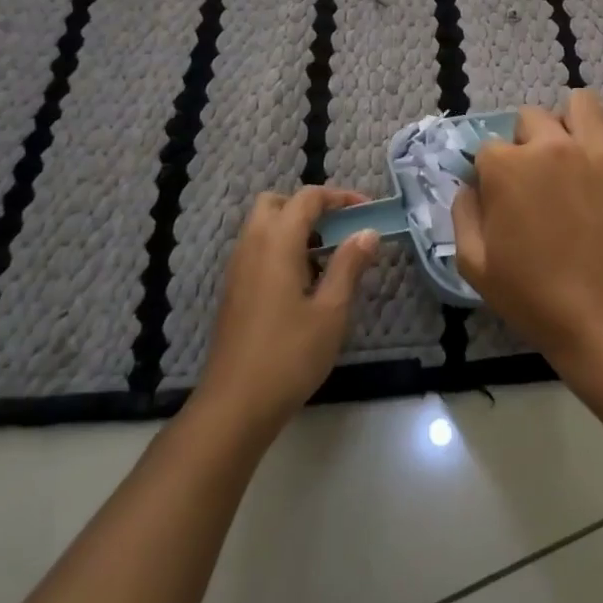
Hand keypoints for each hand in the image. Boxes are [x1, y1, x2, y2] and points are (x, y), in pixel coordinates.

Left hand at [194, 187, 379, 439]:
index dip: (339, 197)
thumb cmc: (289, 356)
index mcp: (276, 243)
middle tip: (340, 229)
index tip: (368, 211)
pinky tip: (304, 282)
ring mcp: (237, 269)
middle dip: (310, 207)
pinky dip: (281, 248)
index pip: (307, 198)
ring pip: (263, 227)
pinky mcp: (234, 291)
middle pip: (277, 203)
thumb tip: (368, 232)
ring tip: (328, 256)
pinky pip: (257, 250)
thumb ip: (349, 265)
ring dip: (295, 228)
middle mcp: (251, 246)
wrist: (234, 406)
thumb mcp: (331, 311)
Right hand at [452, 88, 602, 367]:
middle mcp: (552, 145)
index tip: (503, 198)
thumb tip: (470, 185)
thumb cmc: (535, 297)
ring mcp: (600, 149)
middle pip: (532, 117)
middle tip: (540, 180)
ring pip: (582, 103)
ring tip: (577, 155)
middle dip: (529, 143)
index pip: (489, 146)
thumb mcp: (474, 265)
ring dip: (573, 123)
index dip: (492, 173)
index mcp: (507, 168)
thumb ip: (462, 213)